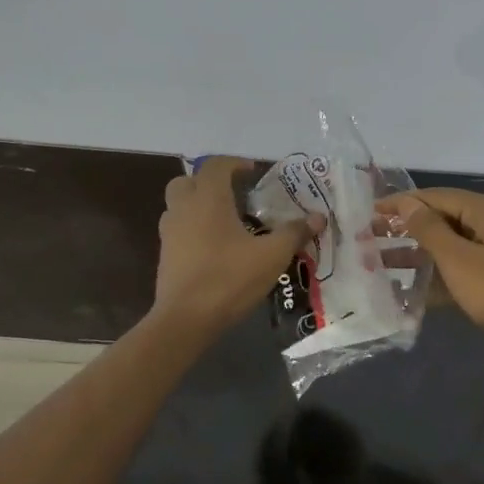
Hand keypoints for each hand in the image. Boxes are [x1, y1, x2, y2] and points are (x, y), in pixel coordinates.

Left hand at [154, 157, 319, 332]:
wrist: (186, 320)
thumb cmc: (229, 279)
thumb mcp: (272, 256)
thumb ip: (294, 233)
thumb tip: (318, 217)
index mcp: (208, 199)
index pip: (215, 165)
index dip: (234, 163)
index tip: (252, 172)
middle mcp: (183, 209)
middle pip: (188, 181)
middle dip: (209, 182)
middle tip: (234, 194)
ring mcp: (169, 233)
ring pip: (178, 205)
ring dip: (198, 205)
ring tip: (226, 221)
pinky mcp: (165, 256)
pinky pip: (178, 229)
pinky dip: (193, 228)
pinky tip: (215, 248)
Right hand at [377, 188, 483, 363]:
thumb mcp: (457, 258)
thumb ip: (429, 229)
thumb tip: (406, 204)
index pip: (436, 197)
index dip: (401, 203)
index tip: (369, 212)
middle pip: (440, 219)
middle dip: (404, 228)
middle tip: (368, 236)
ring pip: (446, 246)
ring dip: (415, 253)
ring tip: (377, 261)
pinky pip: (457, 268)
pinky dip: (434, 275)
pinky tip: (405, 289)